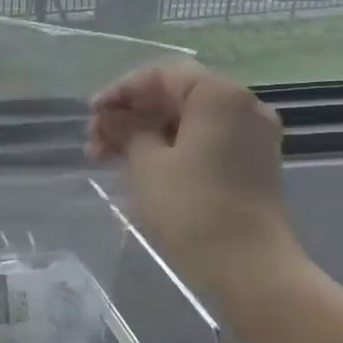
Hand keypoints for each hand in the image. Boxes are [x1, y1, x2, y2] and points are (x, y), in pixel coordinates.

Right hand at [89, 62, 300, 297]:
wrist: (248, 266)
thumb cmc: (191, 206)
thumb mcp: (145, 163)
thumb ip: (125, 129)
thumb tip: (110, 115)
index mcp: (219, 95)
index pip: (161, 76)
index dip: (120, 91)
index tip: (91, 114)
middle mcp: (243, 106)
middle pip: (175, 95)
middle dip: (131, 114)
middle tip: (95, 141)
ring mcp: (251, 136)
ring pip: (187, 120)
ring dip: (146, 132)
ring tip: (109, 158)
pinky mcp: (251, 163)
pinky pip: (204, 140)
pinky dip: (170, 146)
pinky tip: (140, 167)